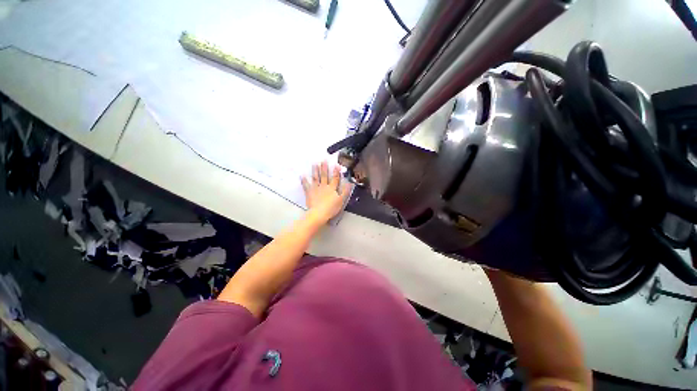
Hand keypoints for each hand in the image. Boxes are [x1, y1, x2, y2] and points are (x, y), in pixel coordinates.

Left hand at [301, 162, 351, 223]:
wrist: (319, 213)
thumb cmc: (331, 208)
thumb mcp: (341, 200)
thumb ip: (345, 191)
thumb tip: (350, 183)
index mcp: (332, 188)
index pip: (335, 178)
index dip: (336, 171)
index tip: (336, 164)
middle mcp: (324, 186)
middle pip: (324, 176)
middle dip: (324, 167)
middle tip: (323, 160)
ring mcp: (315, 189)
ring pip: (316, 178)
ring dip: (315, 171)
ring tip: (314, 164)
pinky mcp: (309, 193)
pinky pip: (306, 185)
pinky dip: (304, 180)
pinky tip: (302, 175)